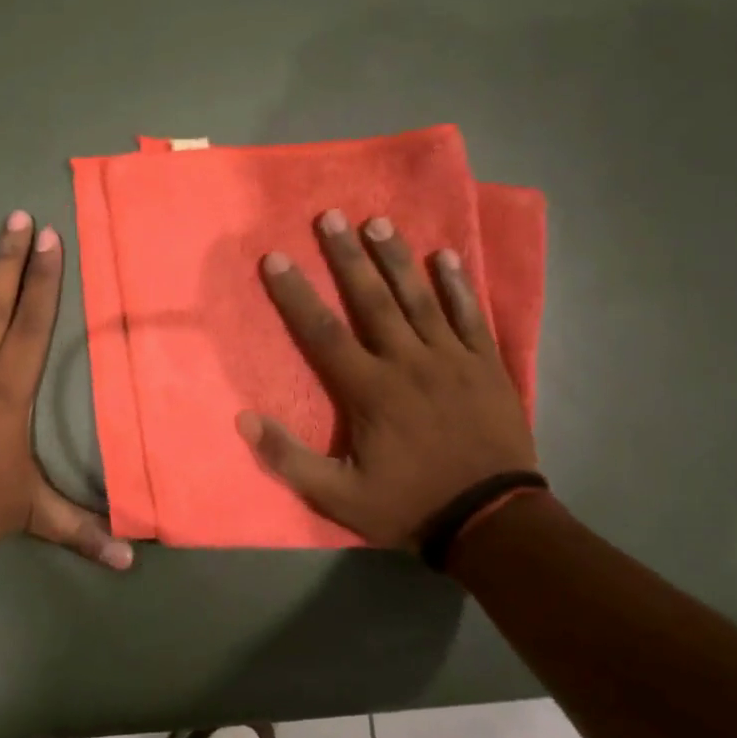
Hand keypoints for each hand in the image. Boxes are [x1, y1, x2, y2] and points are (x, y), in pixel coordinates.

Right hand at [235, 209, 537, 553]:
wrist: (492, 521)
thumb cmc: (410, 505)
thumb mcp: (339, 497)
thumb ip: (288, 459)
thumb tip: (244, 419)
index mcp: (370, 390)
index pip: (323, 332)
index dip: (295, 293)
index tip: (275, 258)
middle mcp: (408, 362)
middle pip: (372, 300)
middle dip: (347, 256)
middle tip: (330, 216)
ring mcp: (452, 359)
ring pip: (420, 298)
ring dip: (397, 258)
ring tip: (378, 222)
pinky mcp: (487, 365)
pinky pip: (471, 316)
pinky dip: (458, 285)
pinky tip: (447, 256)